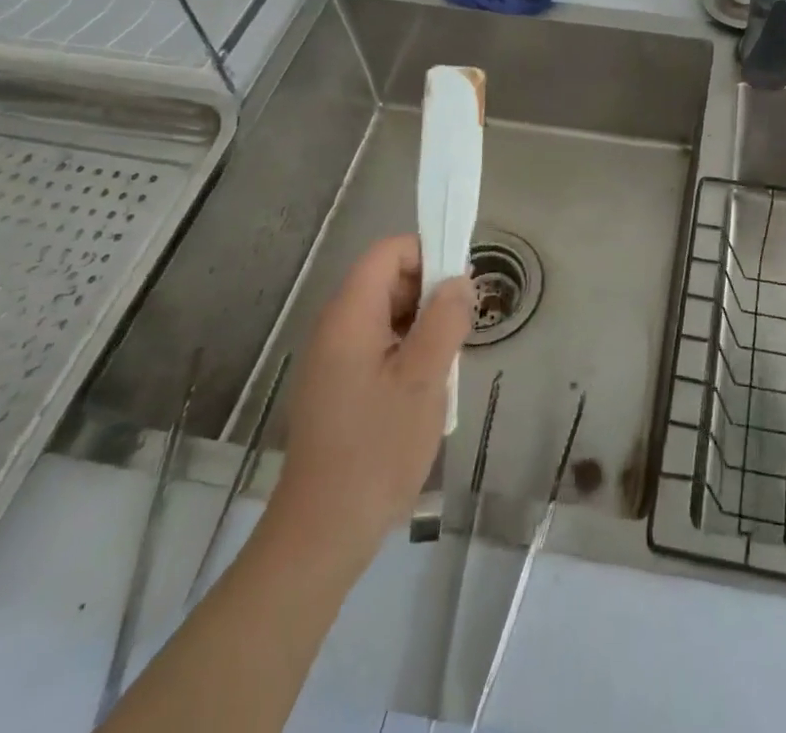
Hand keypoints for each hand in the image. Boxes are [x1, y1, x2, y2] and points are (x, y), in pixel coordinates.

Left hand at [260, 234, 472, 579]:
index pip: (388, 252)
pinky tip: (426, 386)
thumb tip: (459, 280)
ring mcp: (333, 358)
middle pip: (387, 279)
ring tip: (448, 360)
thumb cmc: (377, 449)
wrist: (323, 533)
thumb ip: (445, 320)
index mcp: (349, 316)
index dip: (428, 253)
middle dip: (429, 292)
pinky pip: (378, 344)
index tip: (461, 285)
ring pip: (386, 313)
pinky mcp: (337, 385)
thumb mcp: (424, 379)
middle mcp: (335, 327)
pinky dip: (407, 349)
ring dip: (422, 324)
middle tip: (462, 326)